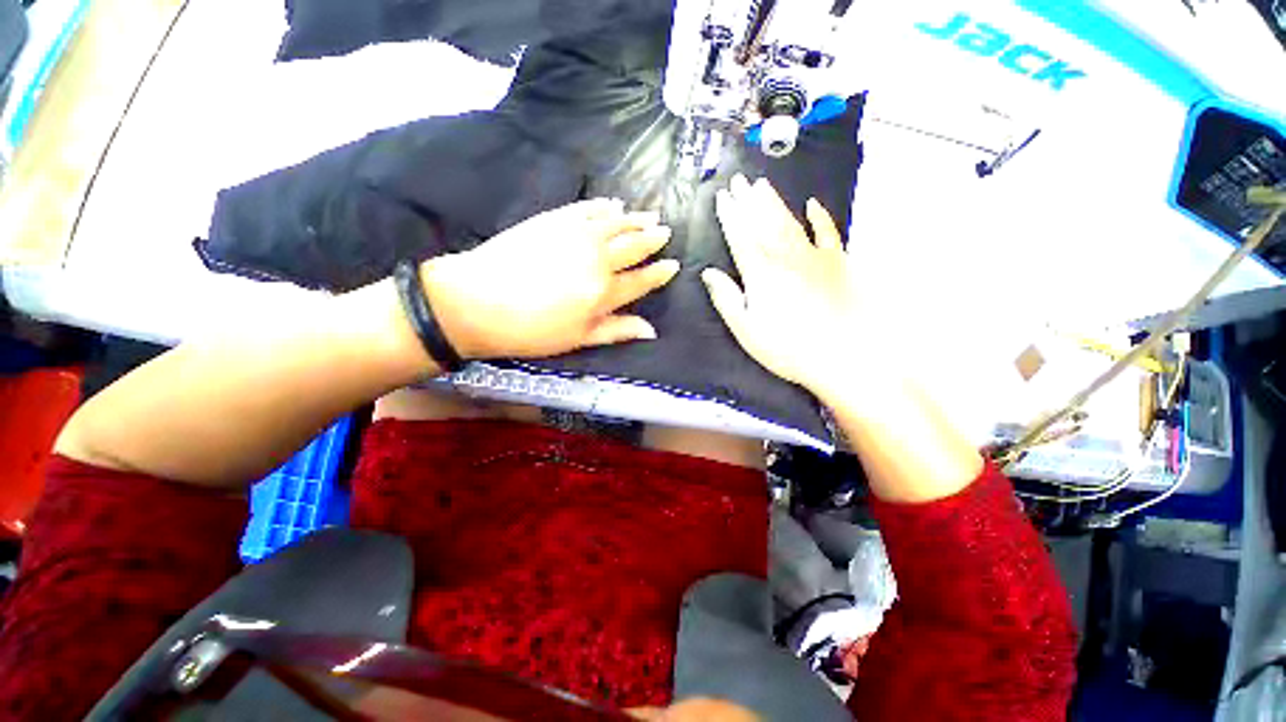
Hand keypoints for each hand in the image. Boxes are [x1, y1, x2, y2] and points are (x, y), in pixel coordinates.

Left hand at [422, 198, 678, 359]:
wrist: (476, 301)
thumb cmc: (531, 330)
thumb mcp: (577, 339)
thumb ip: (616, 330)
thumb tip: (651, 330)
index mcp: (604, 292)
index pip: (641, 280)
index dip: (659, 273)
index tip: (673, 265)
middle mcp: (598, 259)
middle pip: (633, 246)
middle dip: (652, 238)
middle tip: (665, 231)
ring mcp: (576, 235)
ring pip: (615, 223)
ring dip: (635, 219)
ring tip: (649, 214)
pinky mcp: (554, 219)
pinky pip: (588, 208)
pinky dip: (604, 206)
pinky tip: (614, 204)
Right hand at [702, 175, 862, 399]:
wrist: (842, 355)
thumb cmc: (786, 347)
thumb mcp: (746, 329)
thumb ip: (726, 298)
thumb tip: (708, 273)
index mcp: (759, 273)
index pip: (739, 237)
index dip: (729, 215)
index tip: (722, 197)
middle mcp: (784, 256)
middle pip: (762, 222)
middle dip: (748, 200)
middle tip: (738, 181)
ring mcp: (813, 256)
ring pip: (789, 221)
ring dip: (774, 202)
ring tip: (762, 185)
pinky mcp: (837, 262)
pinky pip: (828, 232)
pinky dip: (820, 217)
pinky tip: (813, 204)